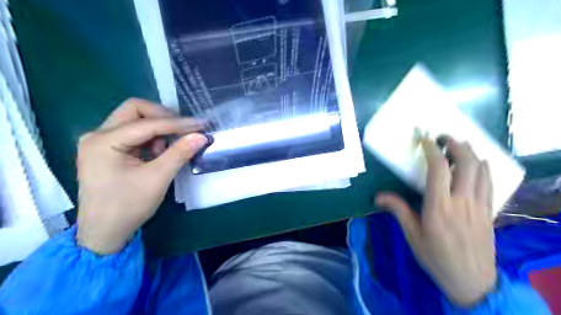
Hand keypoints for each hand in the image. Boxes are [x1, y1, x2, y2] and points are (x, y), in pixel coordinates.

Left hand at [76, 100, 207, 253]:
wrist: (104, 232)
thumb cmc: (128, 206)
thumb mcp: (157, 178)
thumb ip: (180, 153)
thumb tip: (201, 136)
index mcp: (104, 141)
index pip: (147, 123)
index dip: (177, 123)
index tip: (201, 125)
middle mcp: (98, 135)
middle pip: (135, 110)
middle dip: (164, 118)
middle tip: (184, 130)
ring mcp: (101, 142)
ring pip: (135, 120)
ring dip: (157, 130)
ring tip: (168, 151)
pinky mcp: (108, 150)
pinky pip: (134, 134)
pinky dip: (151, 139)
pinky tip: (158, 154)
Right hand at [376, 135, 494, 307]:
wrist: (472, 282)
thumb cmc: (436, 257)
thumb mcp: (412, 235)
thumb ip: (397, 210)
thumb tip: (378, 196)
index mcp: (439, 207)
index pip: (439, 169)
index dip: (432, 150)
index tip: (425, 140)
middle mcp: (462, 201)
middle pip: (466, 163)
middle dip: (456, 145)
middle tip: (444, 138)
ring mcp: (479, 205)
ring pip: (482, 170)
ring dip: (471, 153)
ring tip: (459, 146)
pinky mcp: (489, 211)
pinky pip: (490, 182)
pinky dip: (483, 167)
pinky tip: (475, 165)